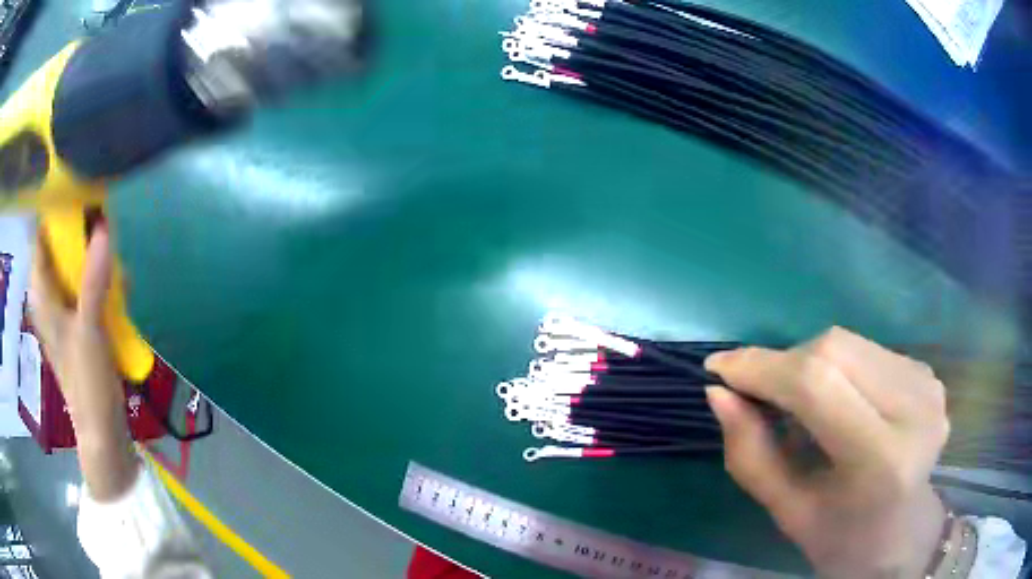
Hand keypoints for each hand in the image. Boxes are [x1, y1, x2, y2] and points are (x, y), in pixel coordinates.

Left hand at [29, 225, 138, 501]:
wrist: (102, 431)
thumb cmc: (86, 382)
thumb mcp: (89, 329)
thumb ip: (95, 279)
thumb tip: (105, 225)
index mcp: (42, 295)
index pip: (42, 238)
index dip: (56, 213)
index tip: (81, 192)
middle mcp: (49, 297)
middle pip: (59, 249)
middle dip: (80, 232)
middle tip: (104, 217)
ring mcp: (64, 311)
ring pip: (74, 267)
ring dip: (93, 255)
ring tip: (114, 246)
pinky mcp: (79, 323)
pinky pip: (86, 286)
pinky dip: (99, 277)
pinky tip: (118, 280)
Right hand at [705, 327, 948, 578]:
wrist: (902, 533)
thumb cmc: (841, 536)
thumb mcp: (787, 511)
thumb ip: (750, 454)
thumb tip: (718, 392)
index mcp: (882, 460)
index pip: (816, 386)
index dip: (762, 368)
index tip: (717, 367)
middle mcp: (915, 409)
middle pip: (833, 350)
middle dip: (782, 365)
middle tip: (756, 395)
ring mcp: (927, 384)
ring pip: (848, 342)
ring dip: (808, 365)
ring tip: (799, 408)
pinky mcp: (927, 372)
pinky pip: (865, 349)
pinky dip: (835, 367)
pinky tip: (836, 403)